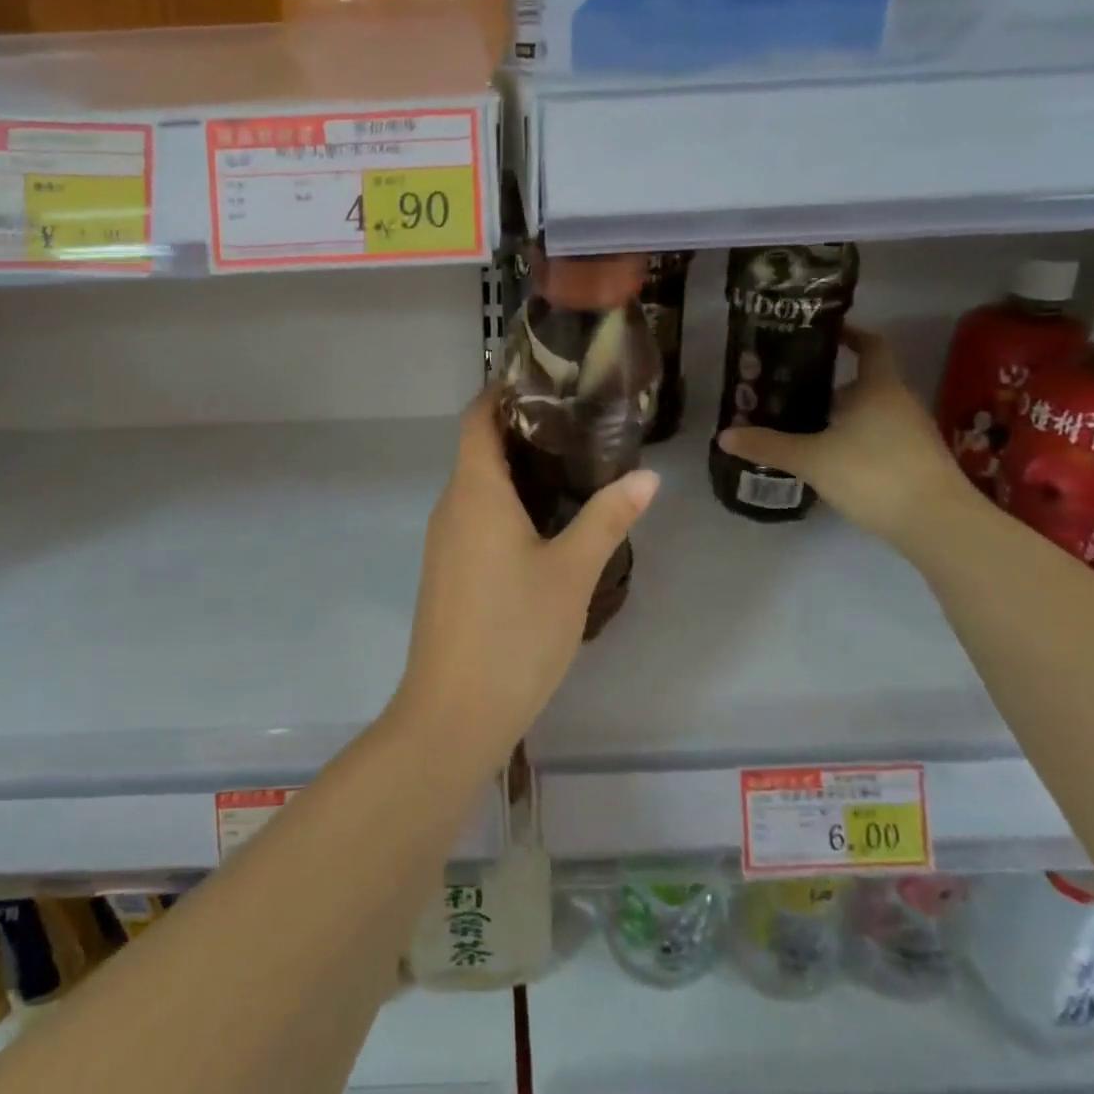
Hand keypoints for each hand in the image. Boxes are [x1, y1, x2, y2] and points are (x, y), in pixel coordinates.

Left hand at [390, 387, 659, 769]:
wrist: (454, 712)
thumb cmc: (515, 631)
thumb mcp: (572, 572)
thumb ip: (607, 518)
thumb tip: (648, 476)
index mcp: (475, 491)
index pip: (477, 418)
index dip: (501, 392)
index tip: (544, 382)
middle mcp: (451, 506)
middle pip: (478, 448)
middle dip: (521, 430)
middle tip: (578, 424)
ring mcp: (444, 541)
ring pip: (477, 486)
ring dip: (515, 471)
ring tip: (572, 466)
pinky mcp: (447, 570)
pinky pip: (475, 518)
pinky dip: (506, 505)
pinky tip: (545, 524)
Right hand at [716, 326, 966, 546]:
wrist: (938, 524)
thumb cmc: (874, 474)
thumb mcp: (811, 459)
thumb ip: (768, 446)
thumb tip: (724, 435)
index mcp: (879, 388)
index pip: (871, 346)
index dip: (849, 335)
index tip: (822, 334)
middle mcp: (900, 403)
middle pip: (864, 382)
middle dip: (828, 385)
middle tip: (790, 390)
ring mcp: (913, 434)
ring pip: (871, 413)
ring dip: (840, 415)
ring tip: (802, 425)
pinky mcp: (916, 462)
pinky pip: (879, 438)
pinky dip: (854, 440)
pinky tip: (829, 460)